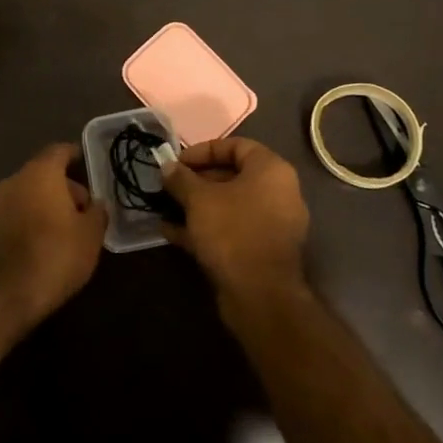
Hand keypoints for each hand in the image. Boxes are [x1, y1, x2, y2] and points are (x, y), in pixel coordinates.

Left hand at [0, 144, 106, 322]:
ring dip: (46, 205)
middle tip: (84, 210)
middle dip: (64, 187)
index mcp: (40, 172)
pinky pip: (16, 215)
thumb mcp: (91, 235)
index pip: (59, 150)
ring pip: (28, 195)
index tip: (87, 165)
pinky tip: (45, 245)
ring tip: (67, 231)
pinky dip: (31, 222)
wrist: (3, 296)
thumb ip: (97, 213)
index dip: (75, 155)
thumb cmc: (55, 254)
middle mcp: (14, 181)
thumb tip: (96, 204)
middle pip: (43, 173)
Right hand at [162, 137, 309, 301]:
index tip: (177, 162)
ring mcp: (271, 224)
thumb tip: (167, 166)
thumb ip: (181, 179)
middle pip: (231, 176)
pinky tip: (172, 233)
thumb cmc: (232, 232)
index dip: (203, 150)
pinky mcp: (261, 250)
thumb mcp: (199, 199)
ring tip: (164, 208)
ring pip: (228, 206)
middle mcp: (277, 192)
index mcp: (270, 170)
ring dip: (196, 206)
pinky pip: (230, 229)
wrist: (260, 296)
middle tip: (168, 186)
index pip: (235, 146)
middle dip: (196, 181)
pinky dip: (204, 228)